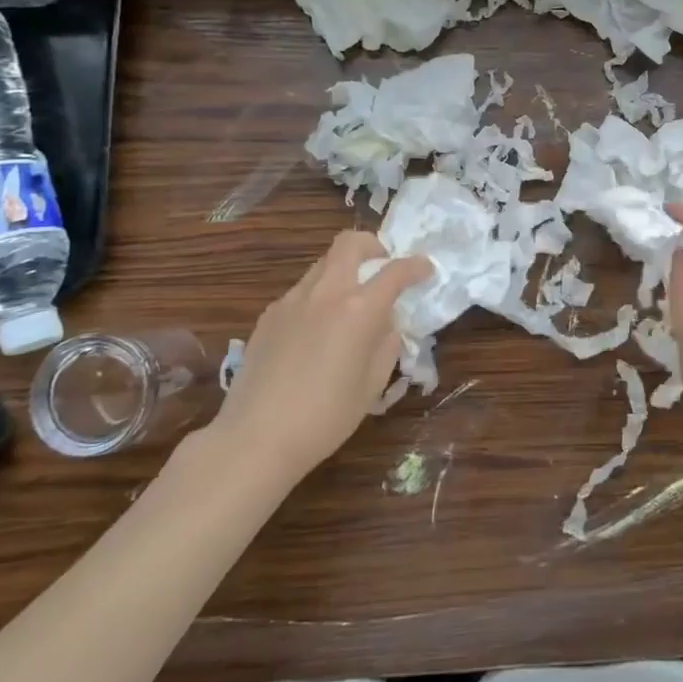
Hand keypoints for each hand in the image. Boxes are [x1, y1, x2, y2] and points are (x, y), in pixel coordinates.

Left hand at [207, 231, 431, 483]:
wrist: (255, 437)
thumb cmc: (325, 417)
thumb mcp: (372, 384)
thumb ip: (386, 345)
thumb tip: (386, 326)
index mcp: (358, 309)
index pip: (395, 271)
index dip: (416, 266)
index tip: (426, 269)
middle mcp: (325, 293)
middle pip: (349, 243)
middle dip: (373, 246)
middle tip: (382, 266)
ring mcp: (292, 300)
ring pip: (323, 264)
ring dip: (344, 270)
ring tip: (350, 303)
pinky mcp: (269, 315)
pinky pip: (301, 291)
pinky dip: (319, 296)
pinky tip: (317, 331)